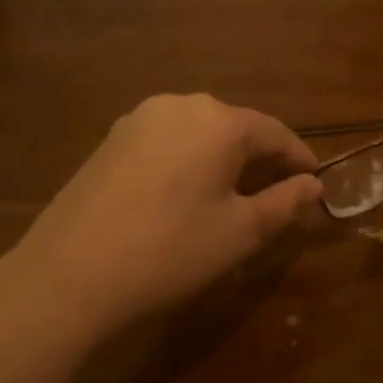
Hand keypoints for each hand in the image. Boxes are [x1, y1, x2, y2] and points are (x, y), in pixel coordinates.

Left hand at [0, 94, 321, 343]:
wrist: (67, 278)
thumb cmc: (171, 251)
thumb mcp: (242, 232)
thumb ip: (285, 202)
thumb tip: (312, 185)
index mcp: (219, 120)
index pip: (276, 132)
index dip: (300, 159)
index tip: (315, 183)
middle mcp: (180, 105)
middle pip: (237, 128)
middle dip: (262, 159)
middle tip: (278, 195)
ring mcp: (139, 120)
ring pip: (201, 134)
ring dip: (225, 160)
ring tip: (235, 197)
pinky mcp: (111, 141)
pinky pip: (168, 142)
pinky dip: (190, 162)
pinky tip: (188, 195)